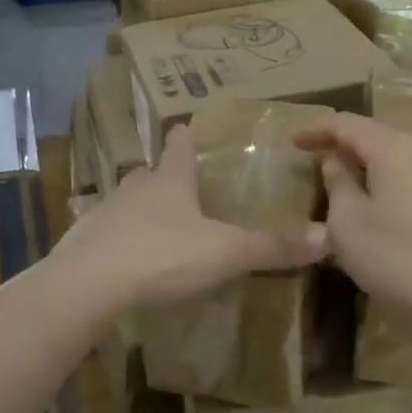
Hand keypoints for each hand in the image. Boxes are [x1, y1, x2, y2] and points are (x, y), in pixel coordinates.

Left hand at [51, 125, 326, 309]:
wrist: (88, 285)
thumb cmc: (162, 256)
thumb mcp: (225, 253)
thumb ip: (272, 247)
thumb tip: (328, 237)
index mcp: (169, 181)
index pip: (179, 146)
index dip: (186, 137)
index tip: (188, 127)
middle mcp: (136, 188)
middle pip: (150, 172)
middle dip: (164, 175)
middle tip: (181, 185)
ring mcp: (105, 213)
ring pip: (127, 201)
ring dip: (141, 207)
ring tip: (158, 222)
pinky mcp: (84, 242)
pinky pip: (107, 233)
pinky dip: (120, 239)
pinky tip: (128, 258)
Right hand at [293, 114, 411, 328]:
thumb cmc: (397, 258)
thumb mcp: (347, 224)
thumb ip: (337, 183)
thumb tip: (335, 160)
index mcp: (393, 148)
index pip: (347, 124)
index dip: (317, 129)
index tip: (293, 142)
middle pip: (377, 134)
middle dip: (344, 143)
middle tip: (317, 158)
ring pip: (401, 154)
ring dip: (371, 161)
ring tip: (349, 178)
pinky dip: (394, 177)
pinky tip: (387, 199)